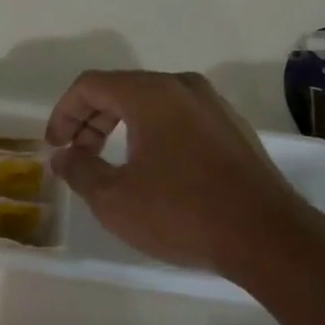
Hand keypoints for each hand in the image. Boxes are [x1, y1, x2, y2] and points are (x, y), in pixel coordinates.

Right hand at [45, 70, 311, 275]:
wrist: (269, 238)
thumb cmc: (182, 213)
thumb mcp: (115, 199)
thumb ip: (80, 170)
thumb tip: (63, 156)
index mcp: (150, 93)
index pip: (90, 85)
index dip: (64, 112)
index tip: (55, 146)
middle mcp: (182, 86)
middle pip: (120, 89)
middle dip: (90, 119)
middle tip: (76, 154)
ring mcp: (212, 104)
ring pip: (151, 101)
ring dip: (120, 125)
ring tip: (109, 162)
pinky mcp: (232, 128)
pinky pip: (178, 116)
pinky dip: (152, 132)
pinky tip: (152, 167)